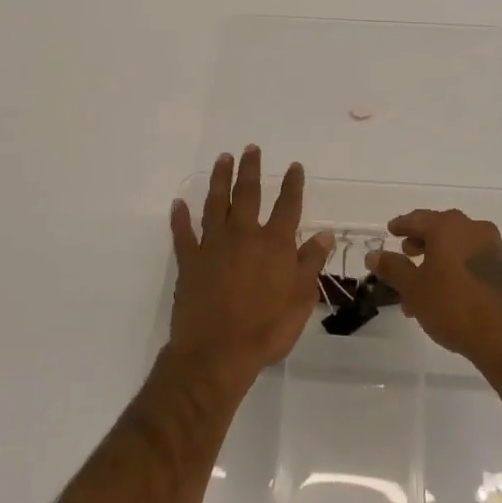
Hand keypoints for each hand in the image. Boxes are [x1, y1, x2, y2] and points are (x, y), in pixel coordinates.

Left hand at [167, 147, 331, 390]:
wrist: (216, 354)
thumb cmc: (266, 329)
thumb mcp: (300, 299)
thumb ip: (310, 263)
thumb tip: (323, 234)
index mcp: (274, 244)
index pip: (287, 206)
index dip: (292, 184)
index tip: (294, 166)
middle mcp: (243, 235)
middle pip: (247, 194)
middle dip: (250, 169)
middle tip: (250, 148)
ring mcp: (213, 246)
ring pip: (215, 204)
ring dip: (219, 180)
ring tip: (222, 159)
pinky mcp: (189, 262)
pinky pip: (183, 234)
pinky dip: (180, 218)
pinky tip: (178, 203)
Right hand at [365, 209, 501, 369]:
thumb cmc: (453, 306)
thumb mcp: (414, 288)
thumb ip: (392, 268)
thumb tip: (374, 254)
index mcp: (449, 227)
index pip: (418, 218)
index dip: (401, 225)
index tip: (390, 231)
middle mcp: (474, 229)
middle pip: (441, 230)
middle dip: (421, 242)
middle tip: (406, 254)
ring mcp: (494, 248)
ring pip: (457, 248)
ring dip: (438, 261)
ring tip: (421, 286)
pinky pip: (473, 261)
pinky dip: (456, 269)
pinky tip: (446, 294)